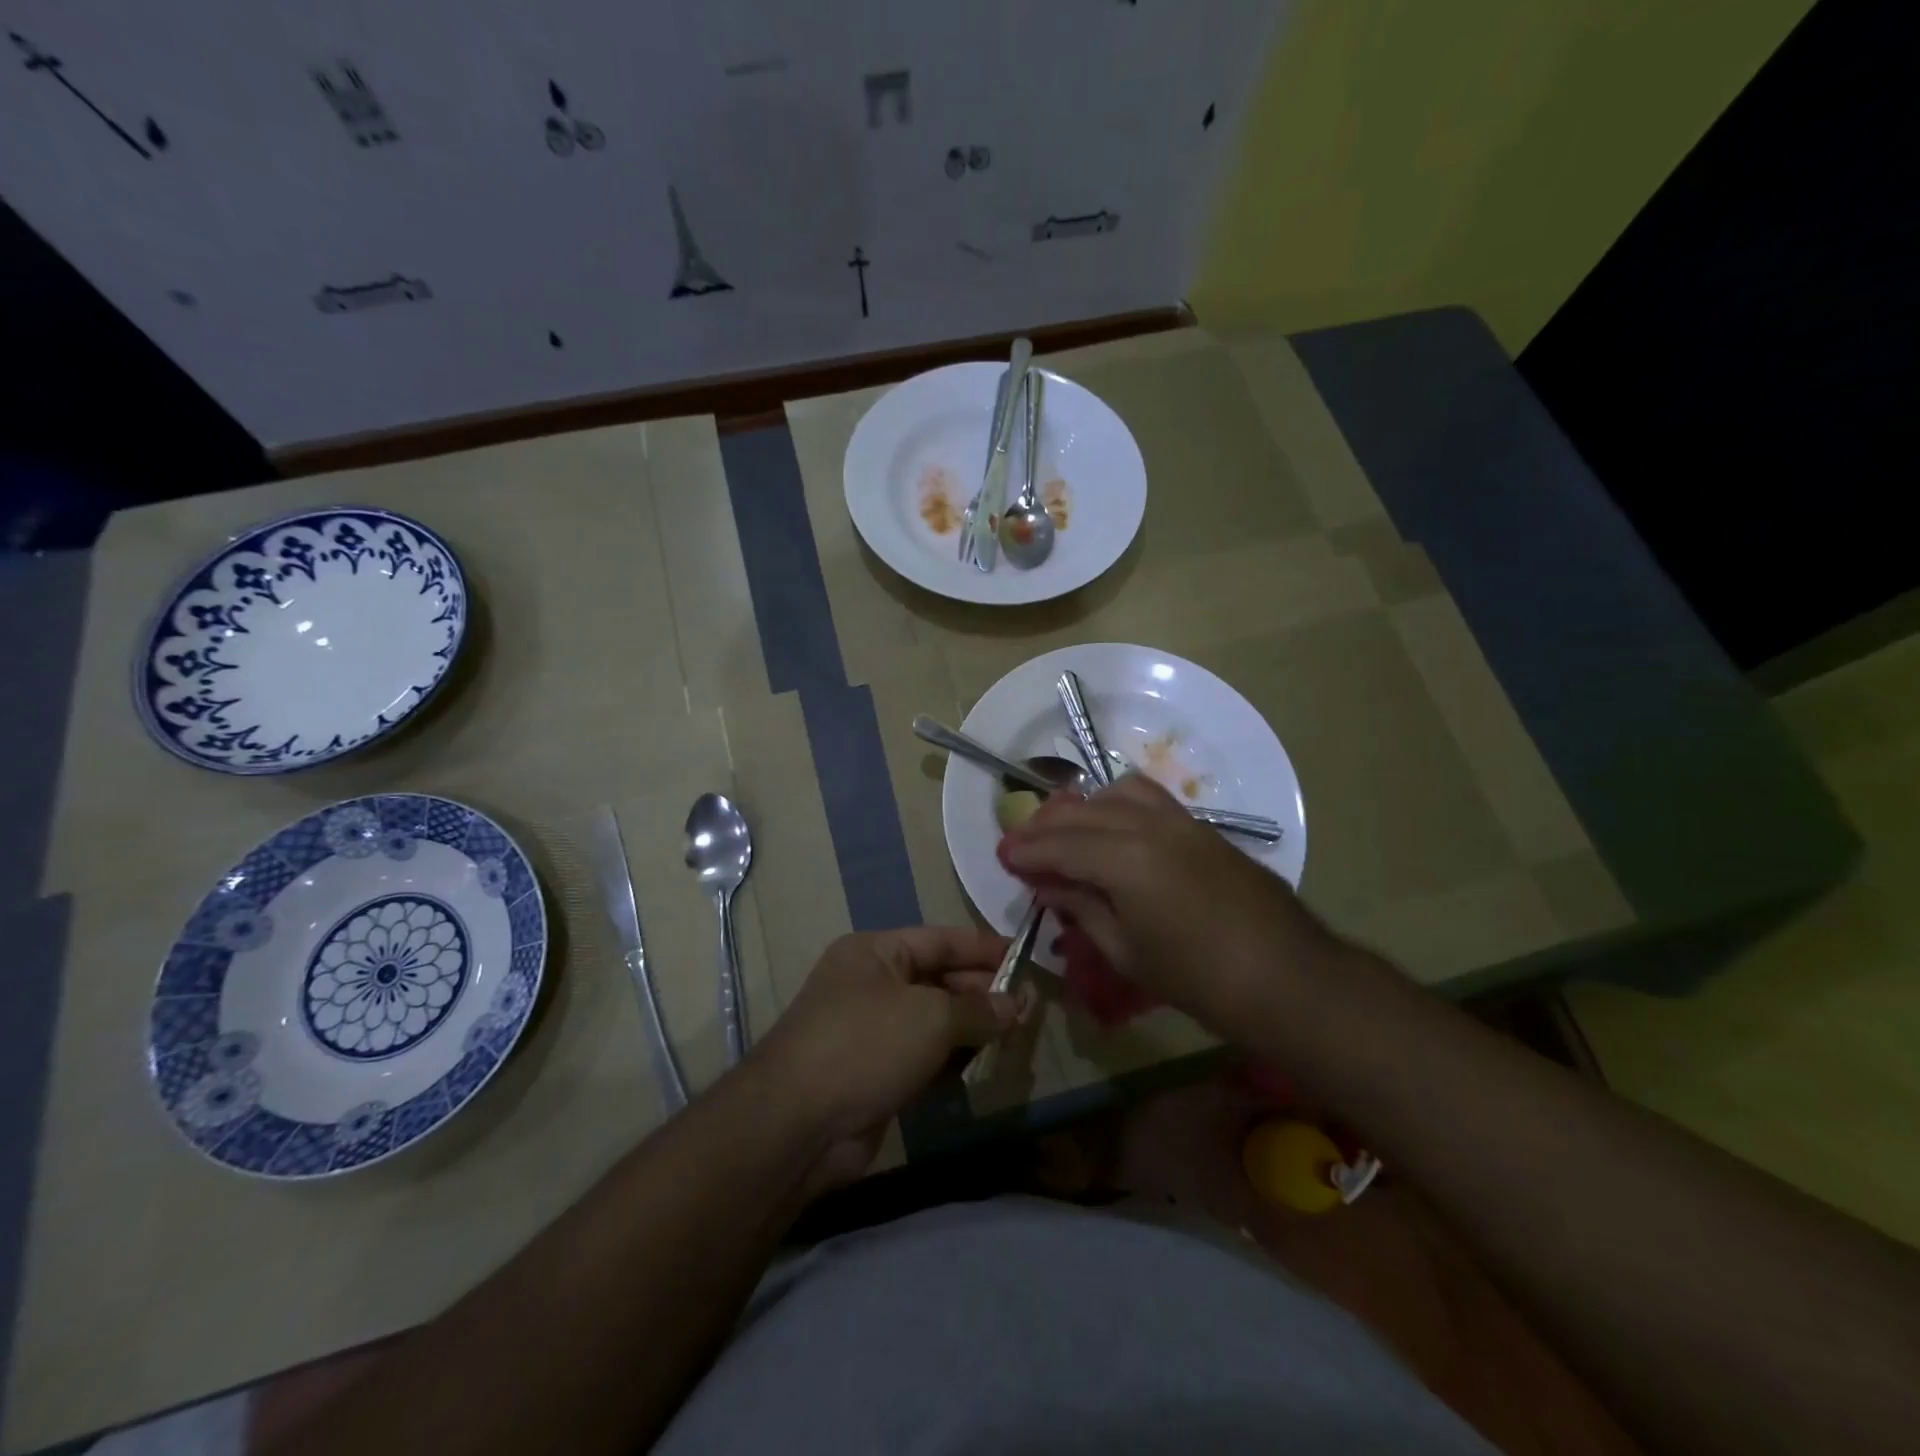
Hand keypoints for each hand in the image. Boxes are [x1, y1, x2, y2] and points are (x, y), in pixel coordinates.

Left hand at [756, 928, 1018, 1186]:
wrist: (797, 1125)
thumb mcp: (930, 1016)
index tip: (1026, 957)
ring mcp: (871, 1031)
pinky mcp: (875, 1073)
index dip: (984, 948)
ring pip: (933, 1021)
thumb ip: (978, 1009)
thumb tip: (1017, 1004)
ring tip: (1015, 1036)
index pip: (941, 940)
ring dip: (971, 1029)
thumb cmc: (865, 1045)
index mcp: (875, 952)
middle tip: (1028, 1008)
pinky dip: (951, 1059)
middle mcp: (871, 984)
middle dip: (982, 993)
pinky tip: (983, 1066)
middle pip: (938, 980)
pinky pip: (923, 1056)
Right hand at [998, 775, 1339, 1029]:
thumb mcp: (1126, 952)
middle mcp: (1148, 825)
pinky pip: (1147, 797)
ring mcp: (1179, 819)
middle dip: (1045, 826)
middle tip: (1020, 844)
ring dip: (1081, 807)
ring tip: (1063, 830)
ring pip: (1114, 793)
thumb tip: (1048, 885)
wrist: (1286, 976)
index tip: (1002, 856)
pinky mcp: (1200, 825)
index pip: (1061, 844)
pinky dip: (1115, 803)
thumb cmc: (1199, 978)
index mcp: (1125, 859)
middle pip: (1082, 813)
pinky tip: (1109, 826)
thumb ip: (1082, 908)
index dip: (1027, 851)